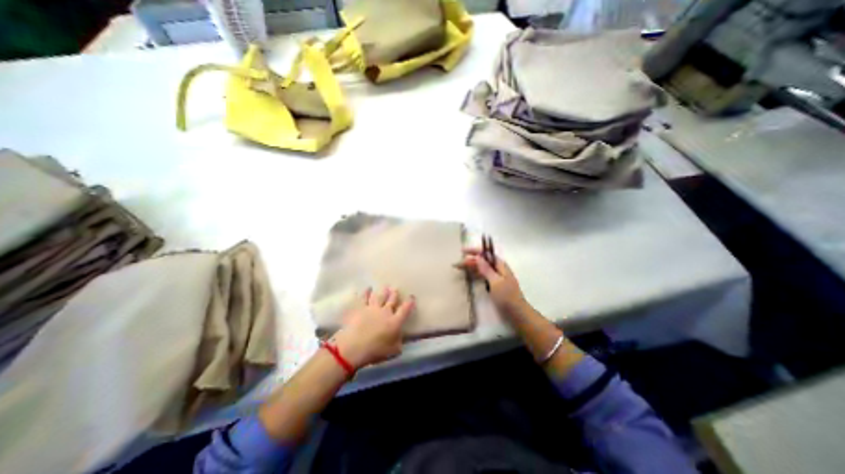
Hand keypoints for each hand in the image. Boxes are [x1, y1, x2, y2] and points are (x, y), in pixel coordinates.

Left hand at [332, 286, 415, 369]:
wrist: (354, 346)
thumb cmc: (375, 351)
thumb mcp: (393, 351)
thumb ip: (398, 343)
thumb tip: (400, 339)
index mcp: (395, 321)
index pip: (405, 309)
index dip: (409, 302)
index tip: (411, 297)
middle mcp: (385, 311)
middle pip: (391, 299)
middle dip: (394, 294)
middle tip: (395, 289)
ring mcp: (372, 308)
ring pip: (379, 296)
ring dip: (383, 291)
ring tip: (385, 286)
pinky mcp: (360, 308)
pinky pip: (364, 297)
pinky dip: (366, 292)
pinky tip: (368, 288)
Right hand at [459, 248, 525, 314]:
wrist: (516, 313)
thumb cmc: (507, 296)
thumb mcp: (495, 282)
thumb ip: (486, 269)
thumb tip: (478, 256)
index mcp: (500, 265)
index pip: (485, 253)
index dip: (474, 251)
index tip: (462, 251)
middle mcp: (497, 268)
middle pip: (482, 260)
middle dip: (469, 260)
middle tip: (456, 264)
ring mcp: (496, 276)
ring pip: (481, 268)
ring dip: (470, 267)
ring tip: (459, 268)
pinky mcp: (494, 284)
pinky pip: (482, 275)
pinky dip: (474, 273)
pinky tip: (468, 275)